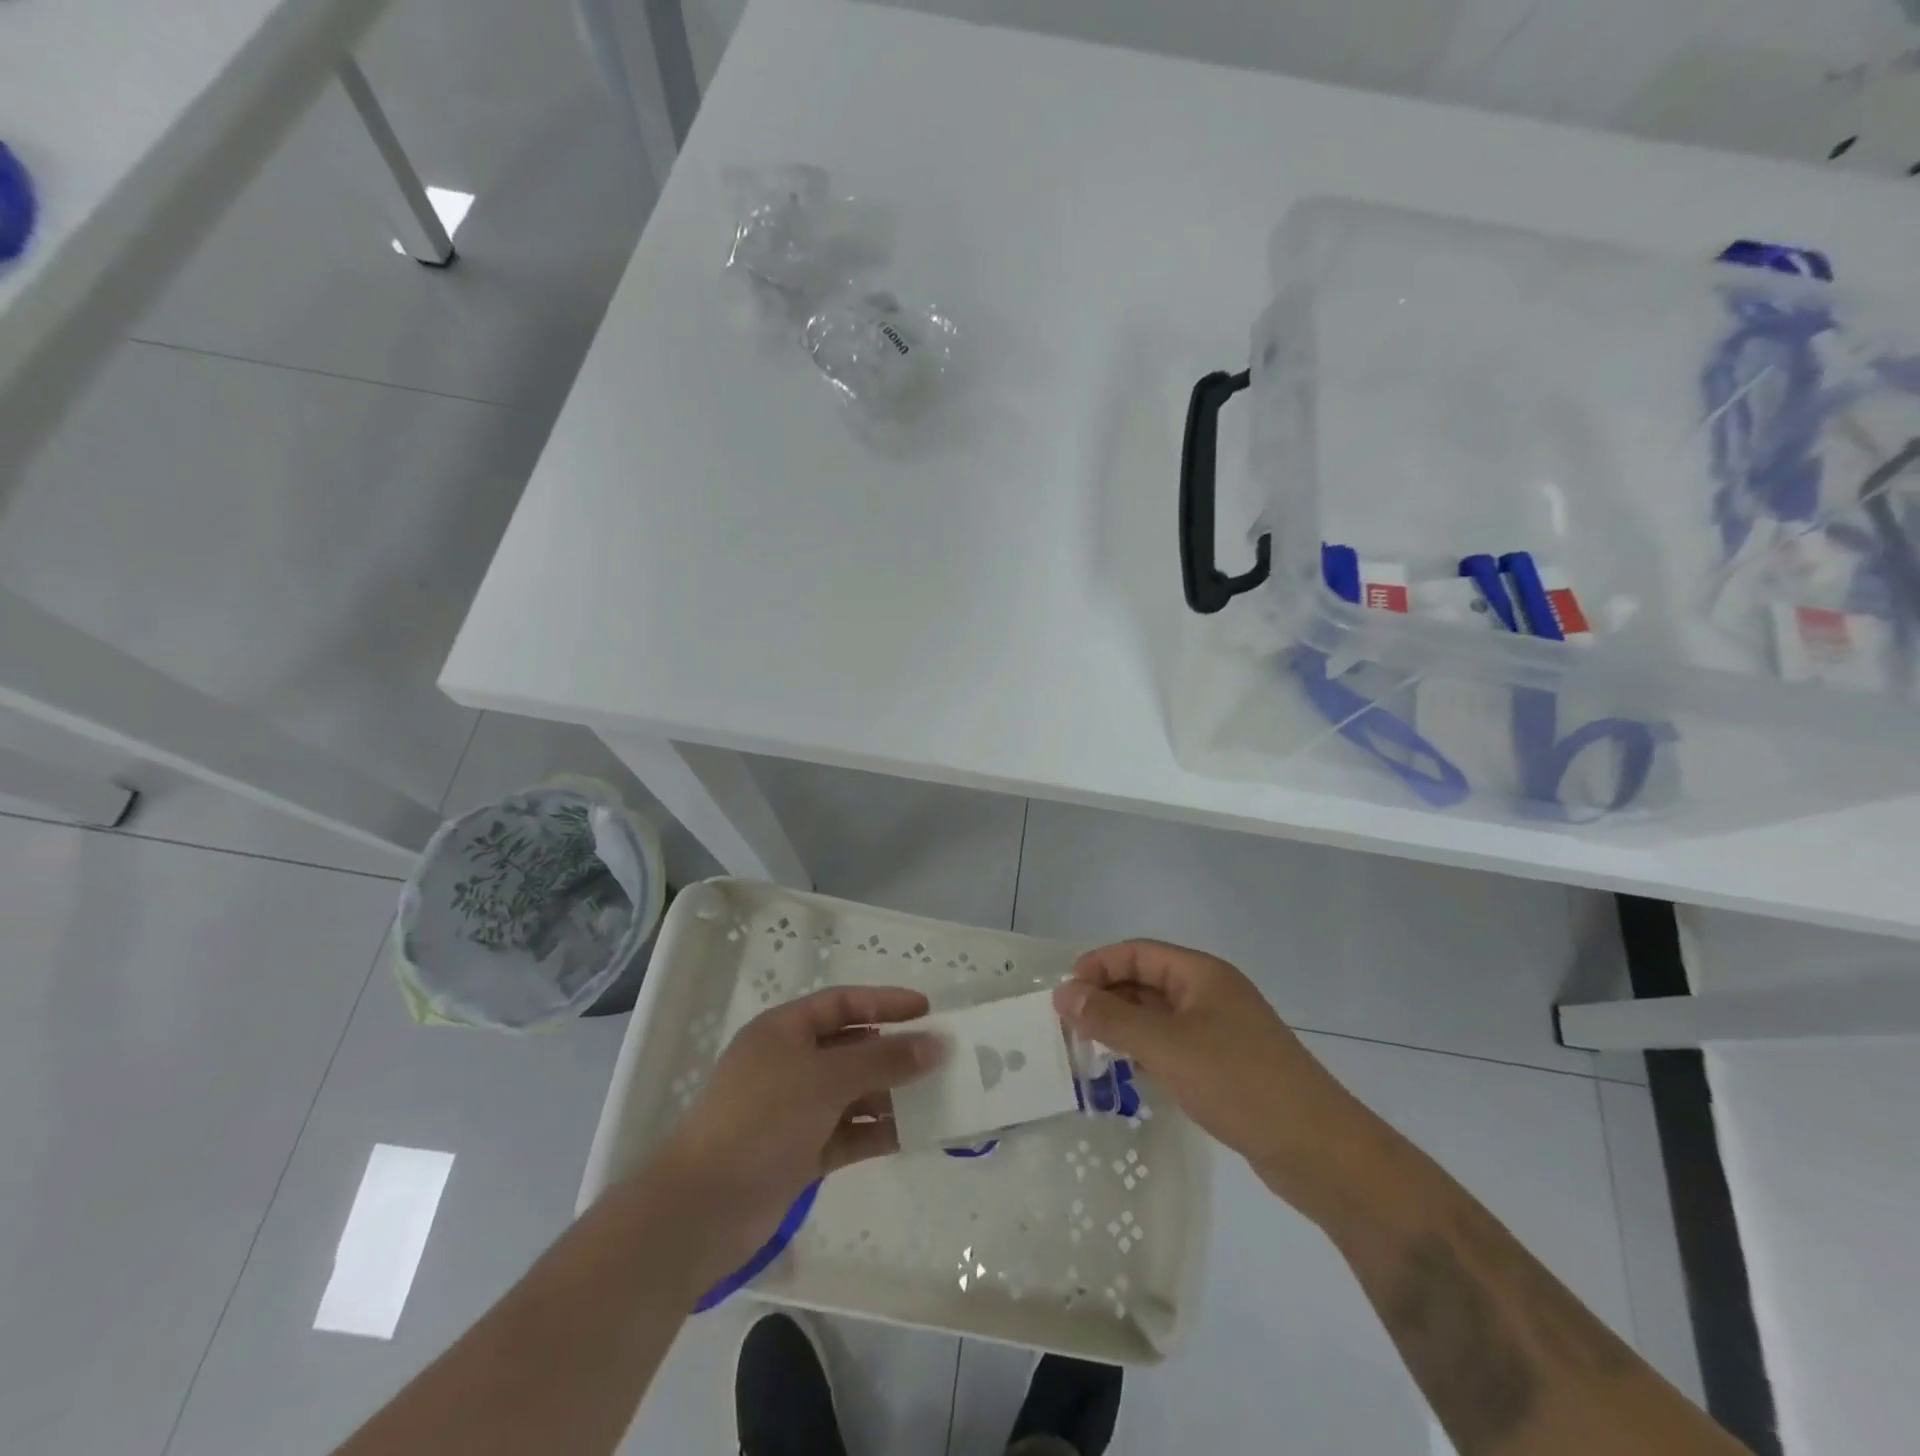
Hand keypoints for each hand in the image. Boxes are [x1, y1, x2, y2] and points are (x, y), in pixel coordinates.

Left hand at [649, 986, 944, 1290]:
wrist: (701, 1210)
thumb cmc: (761, 1120)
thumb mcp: (825, 1079)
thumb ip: (883, 1060)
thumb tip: (936, 1044)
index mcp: (784, 1031)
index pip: (843, 1004)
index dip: (885, 1003)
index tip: (928, 1010)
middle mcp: (790, 1064)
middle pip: (851, 1048)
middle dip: (894, 1051)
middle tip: (941, 1056)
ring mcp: (794, 1110)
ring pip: (853, 1092)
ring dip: (892, 1093)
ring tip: (939, 1096)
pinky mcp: (800, 1152)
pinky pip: (849, 1132)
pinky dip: (878, 1131)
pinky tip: (915, 1134)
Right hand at [1053, 940, 1362, 1202]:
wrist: (1319, 1151)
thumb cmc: (1240, 1083)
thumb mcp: (1167, 1047)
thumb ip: (1112, 1019)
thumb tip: (1064, 994)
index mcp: (1201, 975)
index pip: (1137, 953)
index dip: (1098, 966)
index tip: (1064, 996)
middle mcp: (1210, 994)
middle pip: (1146, 981)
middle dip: (1107, 997)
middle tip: (1069, 1027)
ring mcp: (1220, 1031)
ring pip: (1158, 1015)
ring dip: (1123, 1026)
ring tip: (1088, 1050)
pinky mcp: (1225, 1066)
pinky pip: (1173, 1045)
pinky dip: (1145, 1051)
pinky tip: (1126, 1072)